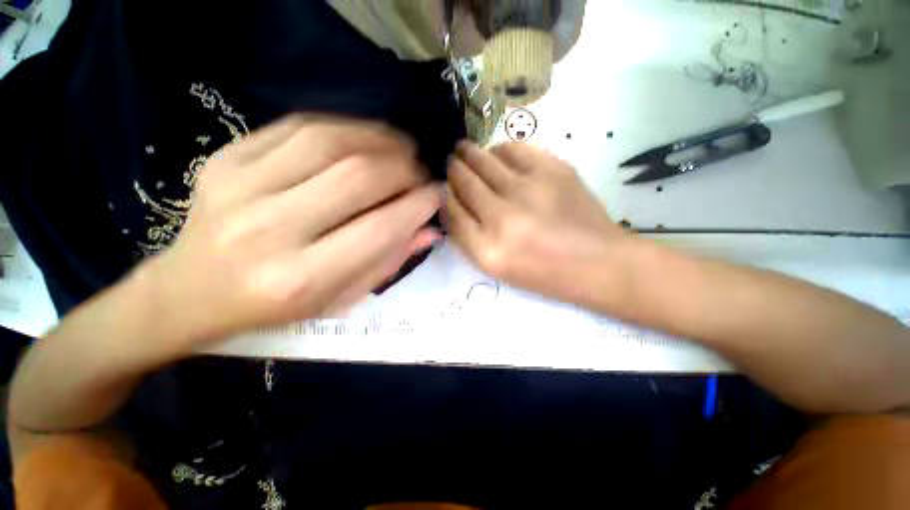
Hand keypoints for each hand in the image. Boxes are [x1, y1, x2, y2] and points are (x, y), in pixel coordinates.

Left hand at [145, 115, 441, 351]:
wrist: (191, 291)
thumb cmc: (276, 306)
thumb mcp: (341, 298)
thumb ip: (389, 261)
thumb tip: (430, 228)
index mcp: (302, 278)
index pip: (381, 228)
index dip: (419, 205)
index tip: (437, 194)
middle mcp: (271, 230)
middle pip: (359, 178)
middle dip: (405, 169)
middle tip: (420, 172)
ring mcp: (240, 186)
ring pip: (331, 142)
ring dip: (381, 140)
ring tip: (403, 149)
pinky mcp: (225, 157)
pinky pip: (299, 126)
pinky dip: (346, 127)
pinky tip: (366, 138)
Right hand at [446, 141, 629, 305]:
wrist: (597, 262)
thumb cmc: (544, 272)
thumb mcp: (497, 266)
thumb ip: (469, 236)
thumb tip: (451, 200)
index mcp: (487, 250)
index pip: (451, 211)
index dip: (445, 194)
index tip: (444, 186)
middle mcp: (502, 218)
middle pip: (463, 182)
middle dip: (453, 169)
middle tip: (451, 162)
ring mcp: (528, 190)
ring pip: (483, 161)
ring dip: (469, 154)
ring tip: (465, 150)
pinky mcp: (552, 170)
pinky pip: (512, 149)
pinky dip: (499, 149)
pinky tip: (497, 154)